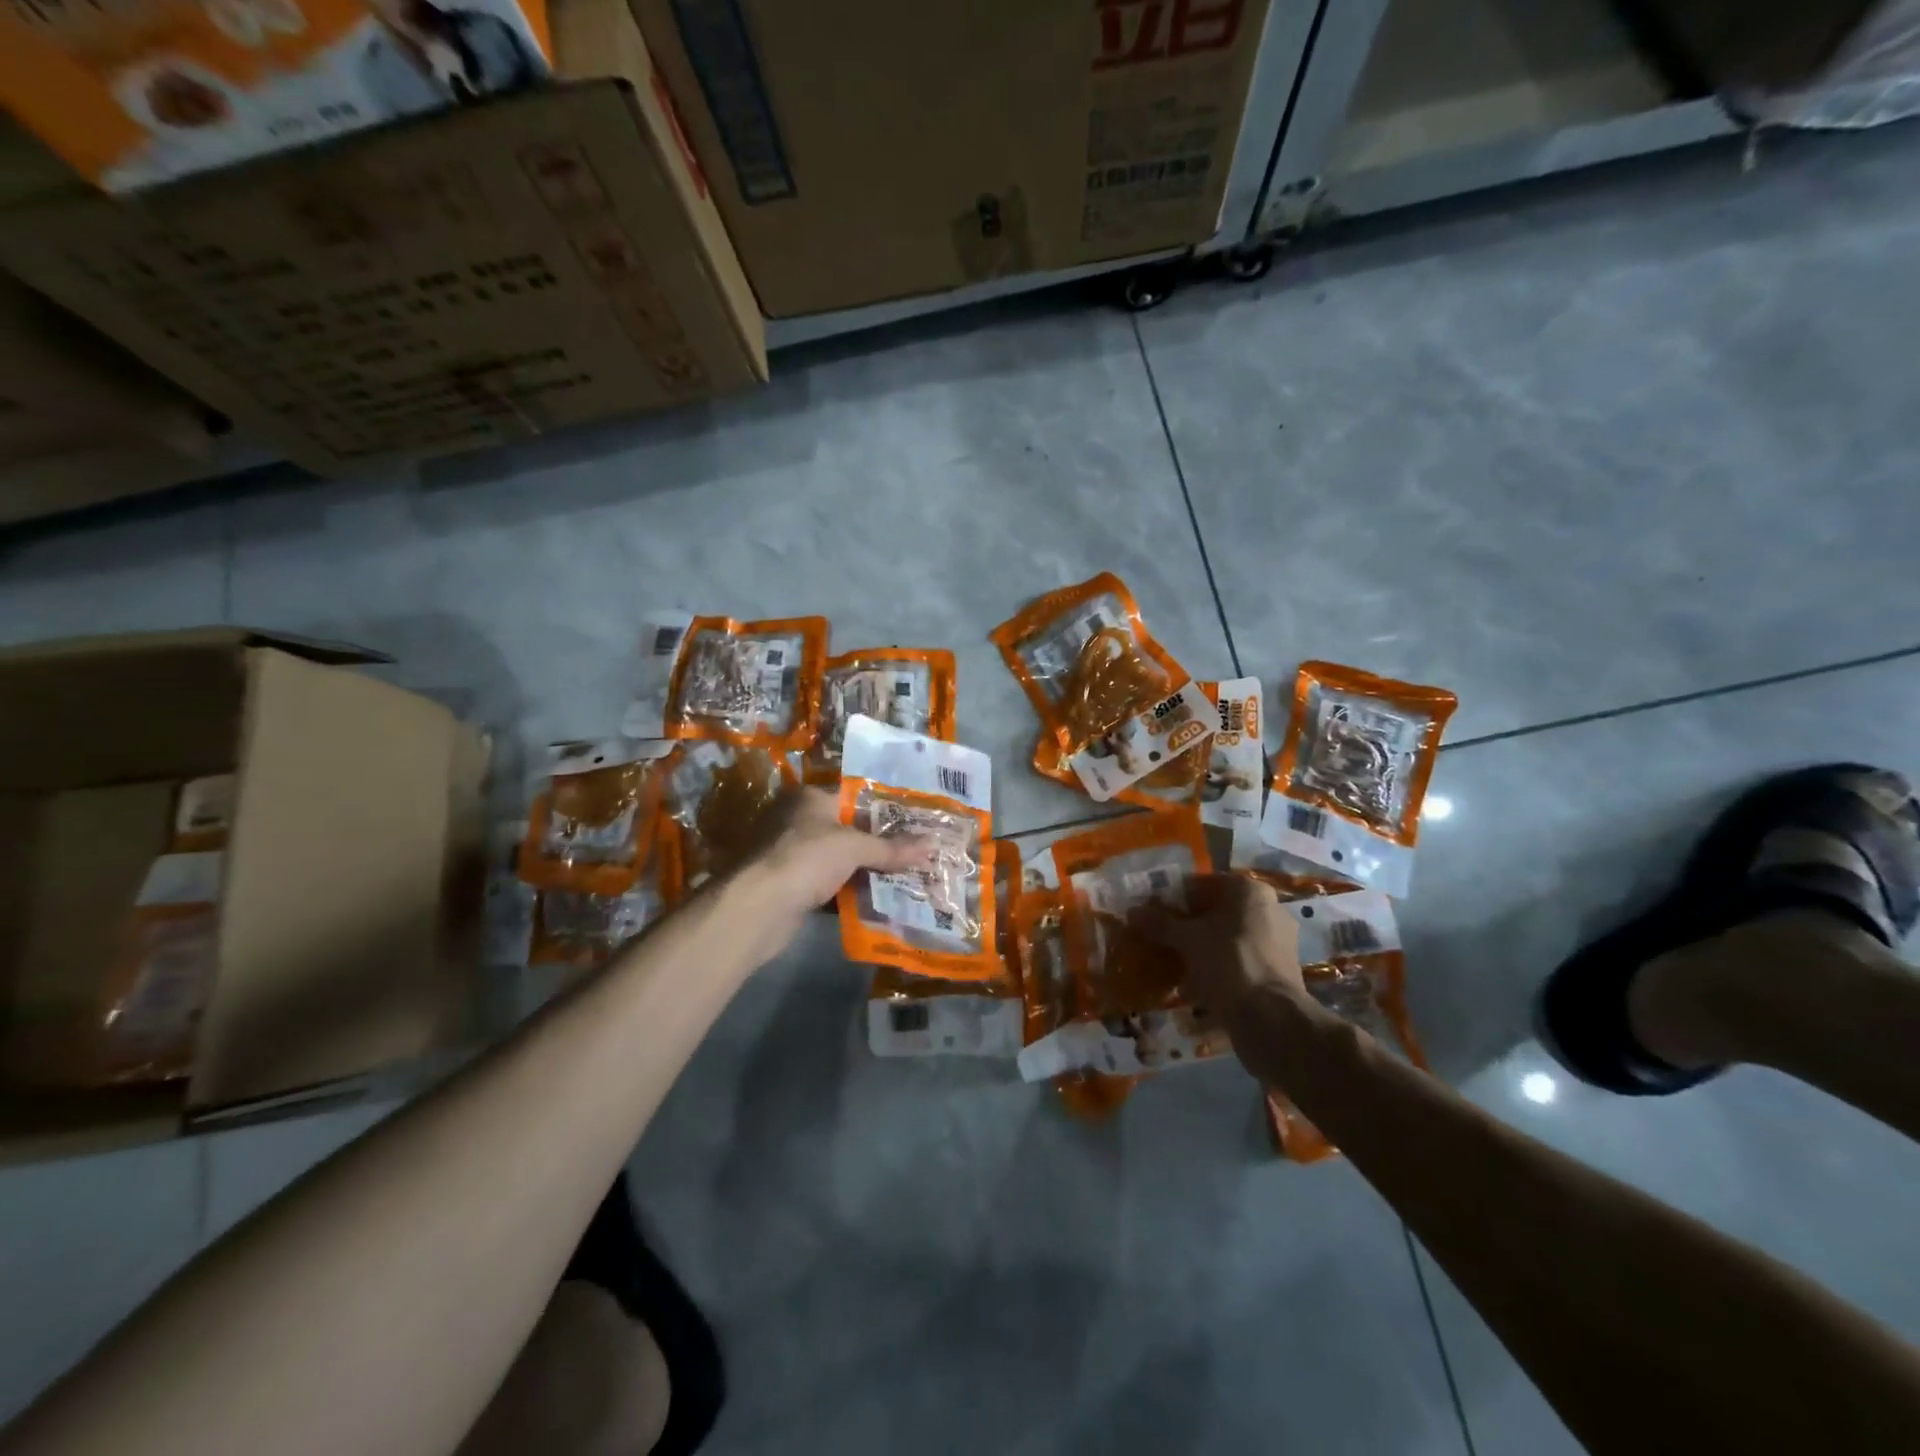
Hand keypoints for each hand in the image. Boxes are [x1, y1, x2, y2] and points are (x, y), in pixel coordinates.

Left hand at [739, 786, 932, 927]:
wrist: (757, 908)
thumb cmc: (806, 858)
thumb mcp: (854, 848)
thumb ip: (892, 848)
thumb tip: (933, 844)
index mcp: (809, 799)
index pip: (854, 797)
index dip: (884, 809)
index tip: (915, 820)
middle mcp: (797, 821)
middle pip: (847, 830)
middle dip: (879, 843)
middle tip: (917, 850)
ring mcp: (791, 855)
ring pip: (839, 860)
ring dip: (866, 870)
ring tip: (907, 875)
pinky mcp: (790, 886)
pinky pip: (829, 885)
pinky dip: (849, 892)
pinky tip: (878, 900)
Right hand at [1129, 874, 1304, 1022]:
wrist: (1271, 1018)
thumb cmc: (1228, 962)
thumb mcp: (1187, 940)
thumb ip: (1160, 924)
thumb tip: (1132, 911)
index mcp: (1250, 891)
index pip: (1205, 884)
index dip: (1176, 897)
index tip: (1155, 912)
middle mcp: (1269, 910)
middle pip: (1217, 912)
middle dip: (1189, 926)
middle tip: (1162, 938)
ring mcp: (1276, 942)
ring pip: (1227, 939)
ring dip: (1202, 950)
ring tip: (1174, 965)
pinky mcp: (1277, 972)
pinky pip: (1238, 962)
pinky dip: (1217, 969)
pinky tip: (1194, 987)